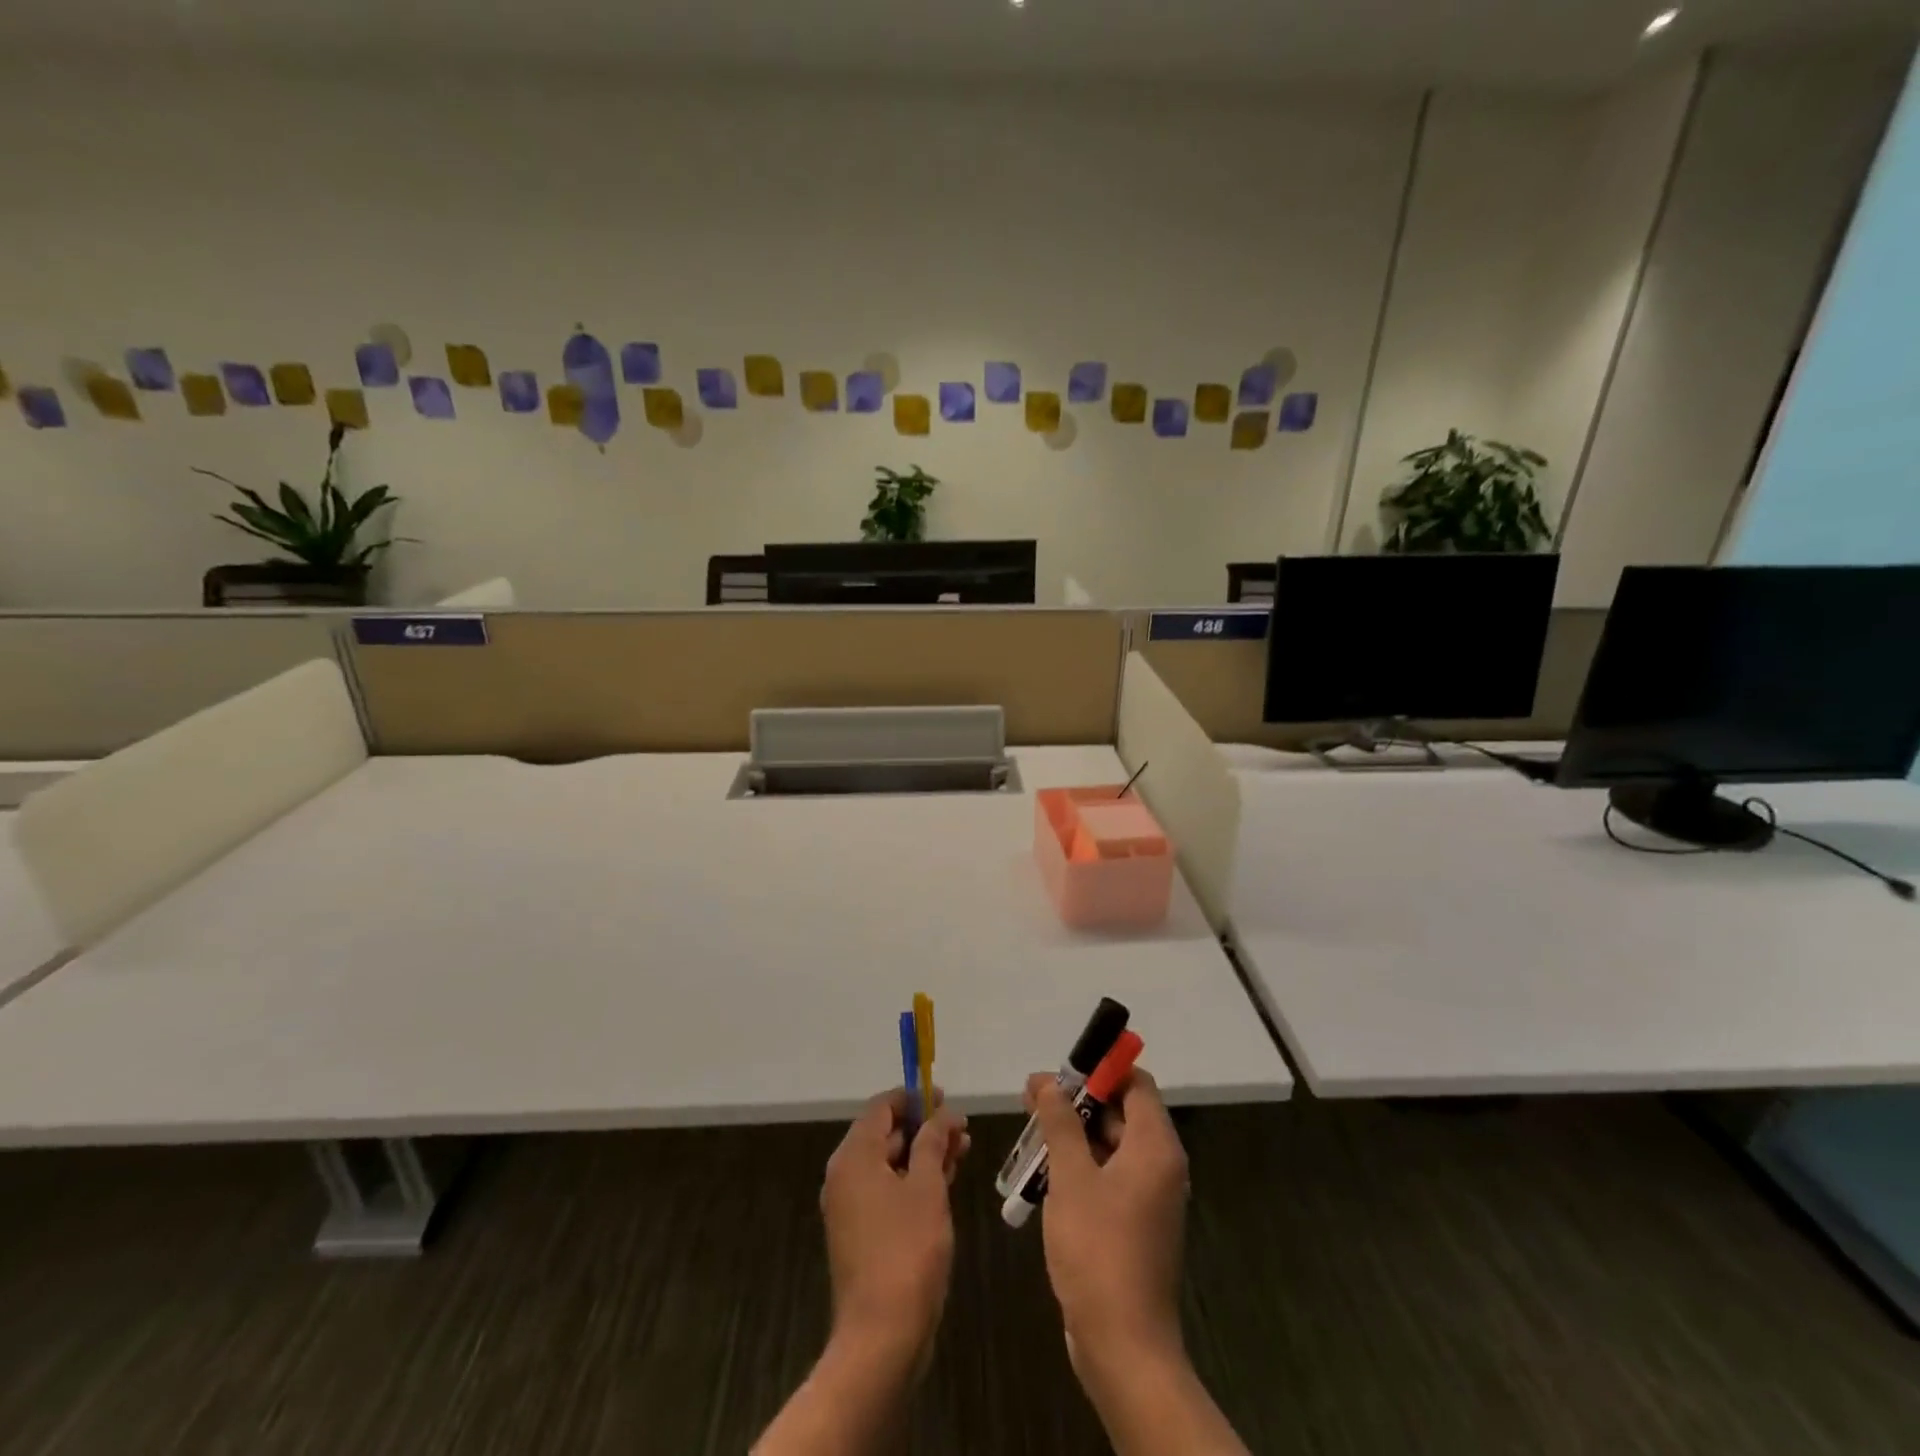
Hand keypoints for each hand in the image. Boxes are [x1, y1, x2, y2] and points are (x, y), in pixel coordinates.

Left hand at [821, 1088, 970, 1361]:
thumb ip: (934, 1142)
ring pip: (890, 1164)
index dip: (914, 1098)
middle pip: (885, 1133)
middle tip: (962, 1128)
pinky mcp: (862, 1233)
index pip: (881, 1107)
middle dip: (924, 1127)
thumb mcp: (927, 1187)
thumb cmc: (906, 1250)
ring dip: (924, 1154)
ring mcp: (851, 1207)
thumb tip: (943, 1114)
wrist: (881, 1336)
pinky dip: (914, 1180)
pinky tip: (946, 1181)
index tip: (946, 1098)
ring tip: (962, 1150)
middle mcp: (845, 1175)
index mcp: (854, 1156)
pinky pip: (888, 1190)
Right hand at [1027, 1067, 1188, 1385]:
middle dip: (1077, 1101)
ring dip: (1073, 1134)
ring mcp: (1148, 1197)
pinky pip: (1109, 1177)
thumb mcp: (1071, 1177)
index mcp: (1155, 1147)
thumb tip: (1048, 1082)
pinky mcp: (1135, 1224)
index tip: (1061, 1069)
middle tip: (1031, 1097)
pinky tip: (1043, 1172)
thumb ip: (1060, 1122)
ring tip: (1029, 1131)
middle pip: (1121, 1112)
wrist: (1124, 1347)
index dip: (1101, 1069)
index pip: (1136, 1083)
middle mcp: (1160, 1165)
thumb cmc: (1098, 1249)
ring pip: (1111, 1145)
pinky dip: (1080, 1166)